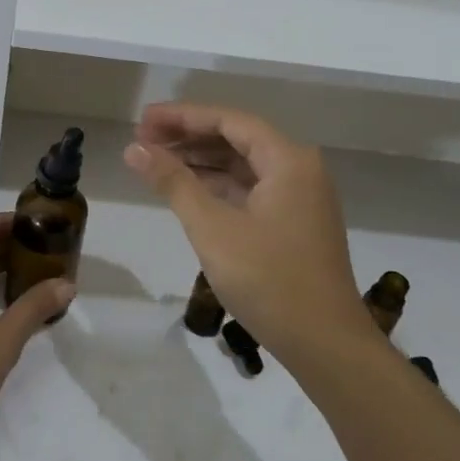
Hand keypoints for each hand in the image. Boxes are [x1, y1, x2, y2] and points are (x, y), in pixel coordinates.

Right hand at [124, 103, 376, 372]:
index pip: (229, 121)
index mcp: (288, 161)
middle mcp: (299, 170)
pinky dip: (218, 186)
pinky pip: (251, 189)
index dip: (183, 117)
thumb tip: (135, 149)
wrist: (324, 343)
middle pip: (237, 138)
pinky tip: (188, 191)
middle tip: (142, 140)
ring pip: (243, 165)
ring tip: (156, 161)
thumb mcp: (212, 228)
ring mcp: (299, 198)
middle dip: (189, 137)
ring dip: (201, 161)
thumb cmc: (268, 280)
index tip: (143, 120)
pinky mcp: (294, 224)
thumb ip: (173, 183)